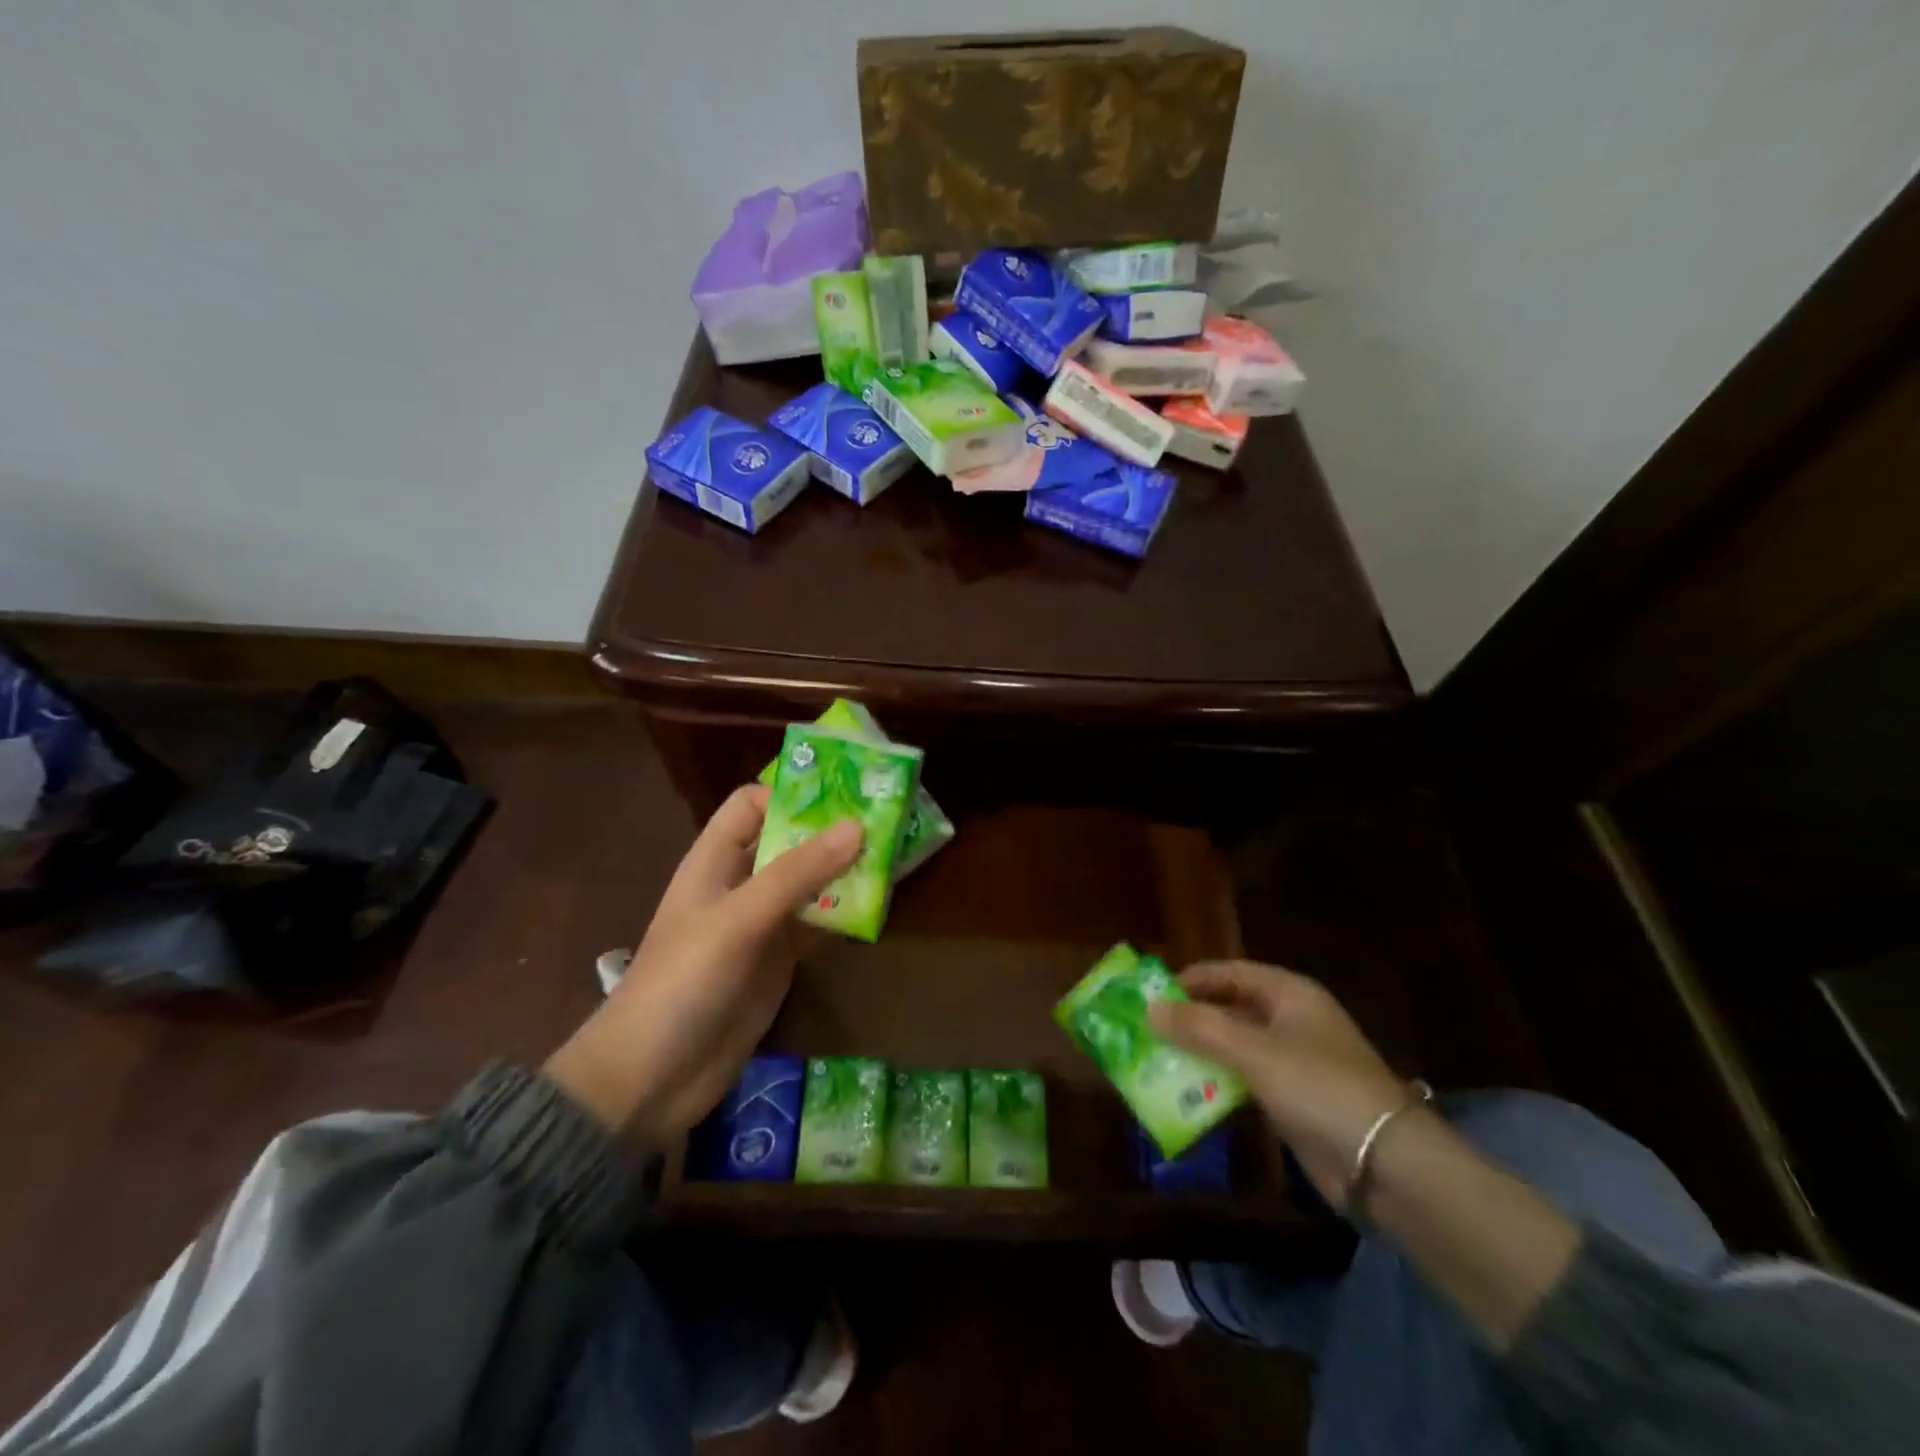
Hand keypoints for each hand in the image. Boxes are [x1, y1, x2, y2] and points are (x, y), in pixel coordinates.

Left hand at [544, 785, 860, 1144]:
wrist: (652, 1078)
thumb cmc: (684, 982)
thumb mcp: (739, 919)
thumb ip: (797, 874)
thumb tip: (857, 826)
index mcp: (715, 861)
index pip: (751, 805)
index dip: (791, 795)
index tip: (843, 796)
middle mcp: (740, 885)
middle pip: (788, 842)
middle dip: (831, 831)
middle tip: (887, 821)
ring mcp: (761, 925)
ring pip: (809, 884)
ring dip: (845, 872)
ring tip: (894, 857)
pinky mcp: (779, 962)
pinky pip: (817, 926)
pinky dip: (845, 915)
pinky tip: (879, 907)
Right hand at [1151, 961, 1415, 1208]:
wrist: (1387, 1165)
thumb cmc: (1320, 1087)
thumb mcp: (1254, 1052)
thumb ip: (1200, 1028)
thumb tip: (1149, 1009)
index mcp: (1289, 993)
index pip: (1230, 973)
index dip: (1191, 979)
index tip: (1151, 993)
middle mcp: (1291, 1020)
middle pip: (1230, 1009)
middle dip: (1190, 1018)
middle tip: (1146, 1030)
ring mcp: (1293, 1062)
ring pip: (1234, 1047)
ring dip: (1200, 1054)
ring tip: (1155, 1062)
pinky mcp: (1292, 1100)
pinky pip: (1244, 1081)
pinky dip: (1217, 1084)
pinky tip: (1186, 1095)